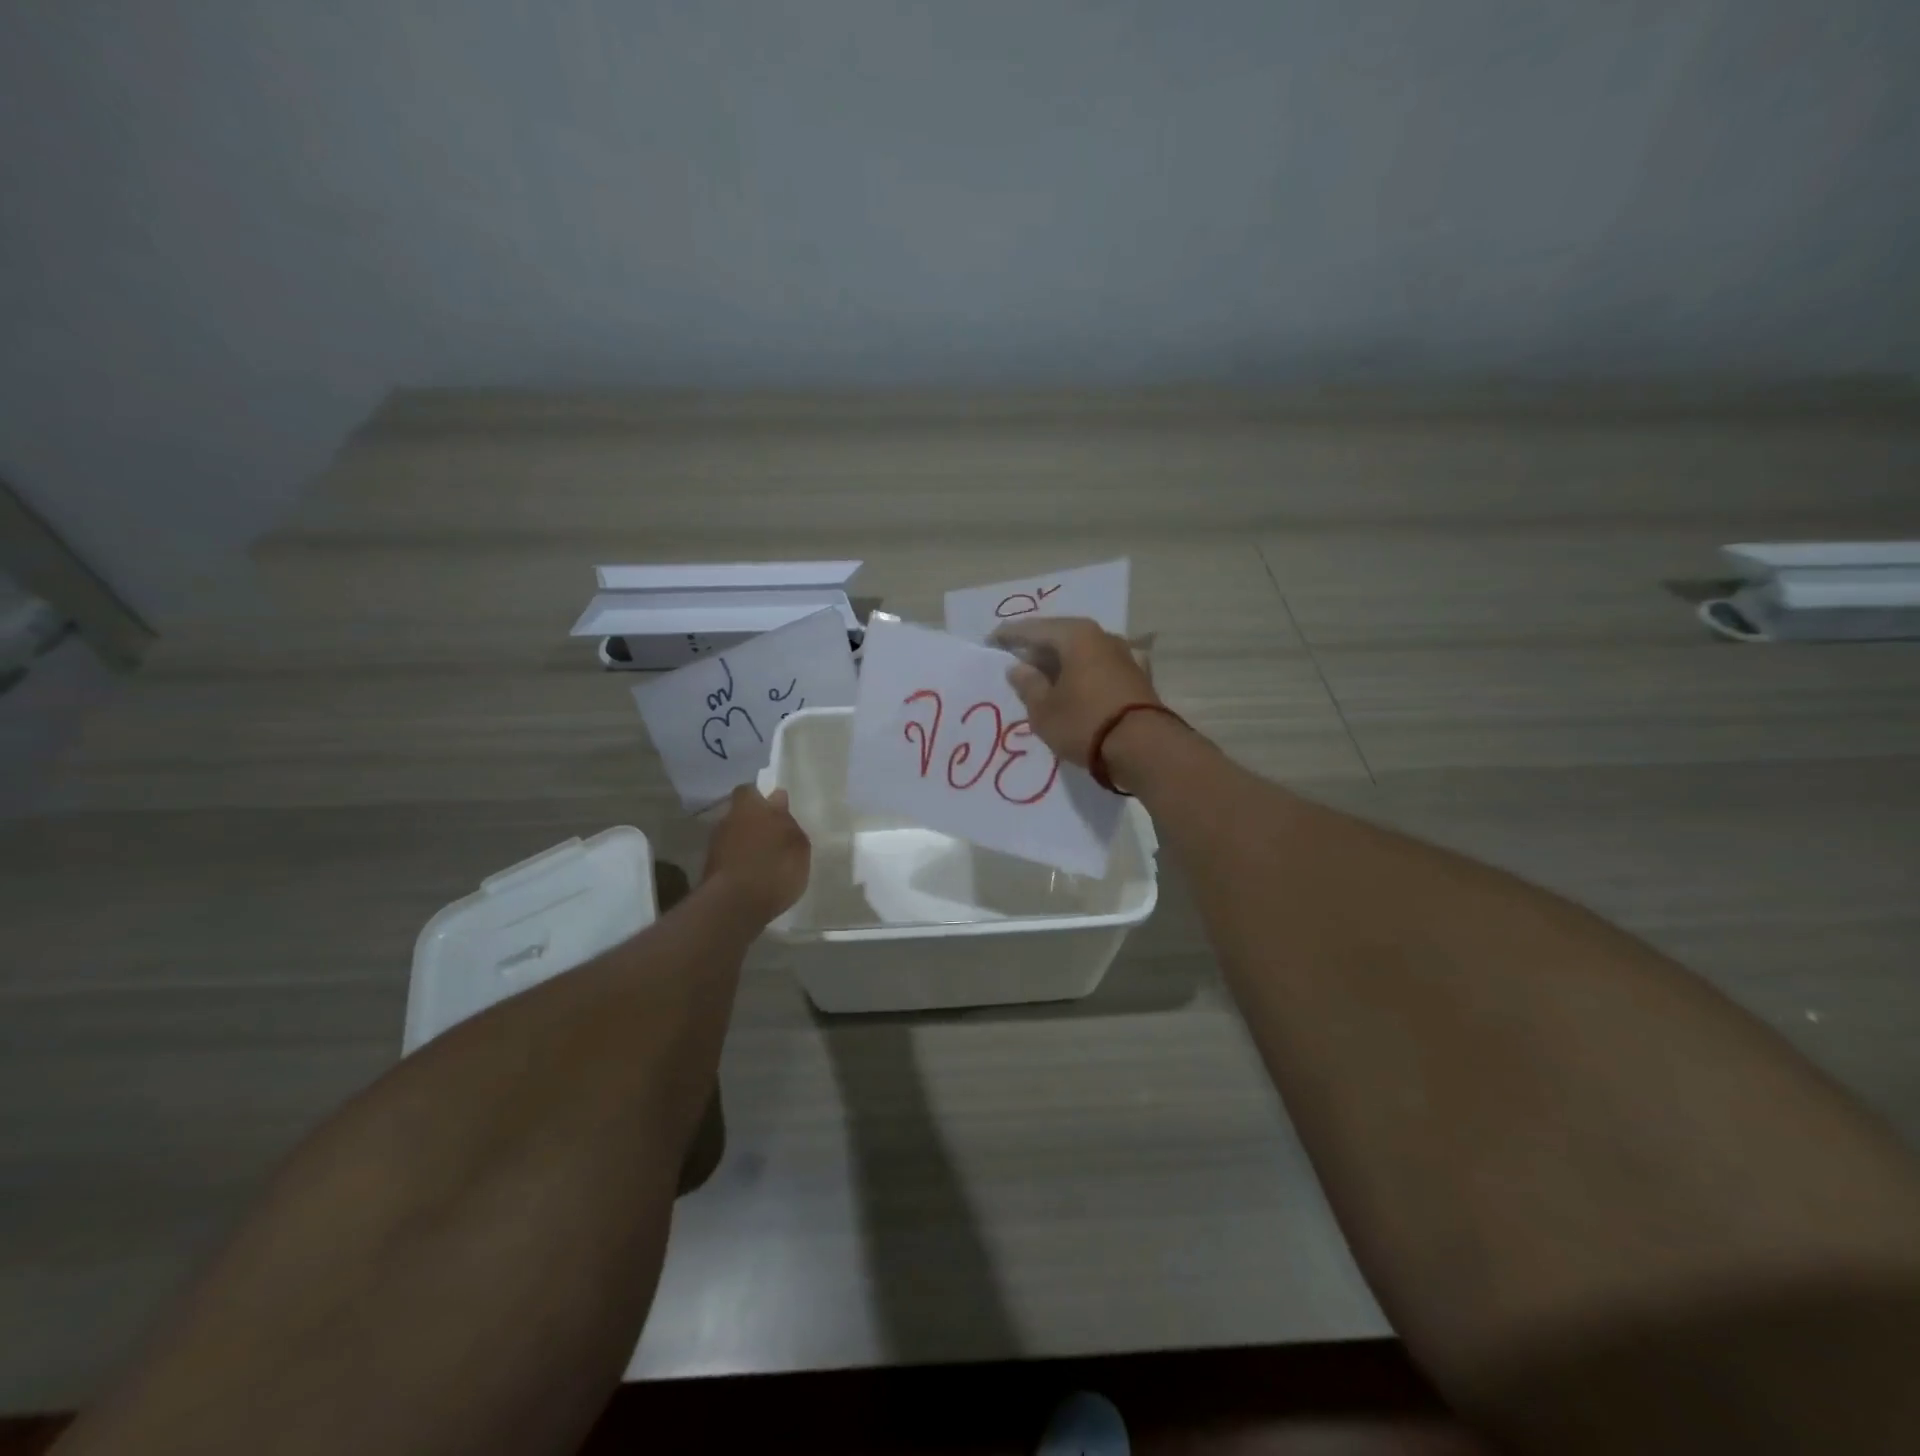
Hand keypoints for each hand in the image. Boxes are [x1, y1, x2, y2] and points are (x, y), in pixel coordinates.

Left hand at [703, 786, 810, 923]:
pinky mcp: (710, 870)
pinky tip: (755, 877)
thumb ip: (788, 822)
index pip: (750, 790)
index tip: (776, 808)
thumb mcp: (798, 845)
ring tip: (766, 860)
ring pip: (734, 836)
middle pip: (740, 814)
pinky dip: (740, 864)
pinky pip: (730, 859)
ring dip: (746, 844)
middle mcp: (728, 820)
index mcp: (750, 806)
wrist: (734, 906)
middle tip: (775, 836)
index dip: (762, 798)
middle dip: (754, 822)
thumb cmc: (774, 867)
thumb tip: (778, 801)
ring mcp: (715, 845)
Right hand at [988, 617, 1160, 767]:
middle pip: (1062, 637)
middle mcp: (1103, 637)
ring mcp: (1125, 656)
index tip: (991, 640)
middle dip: (1038, 649)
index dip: (1010, 635)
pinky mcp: (1138, 678)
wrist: (1145, 749)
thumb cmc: (1085, 723)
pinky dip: (1083, 675)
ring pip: (1083, 653)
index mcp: (1076, 636)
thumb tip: (1019, 667)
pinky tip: (1077, 687)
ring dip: (1062, 663)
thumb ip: (1028, 685)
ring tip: (1043, 679)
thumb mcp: (1044, 709)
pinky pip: (1100, 669)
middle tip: (1017, 662)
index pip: (1034, 629)